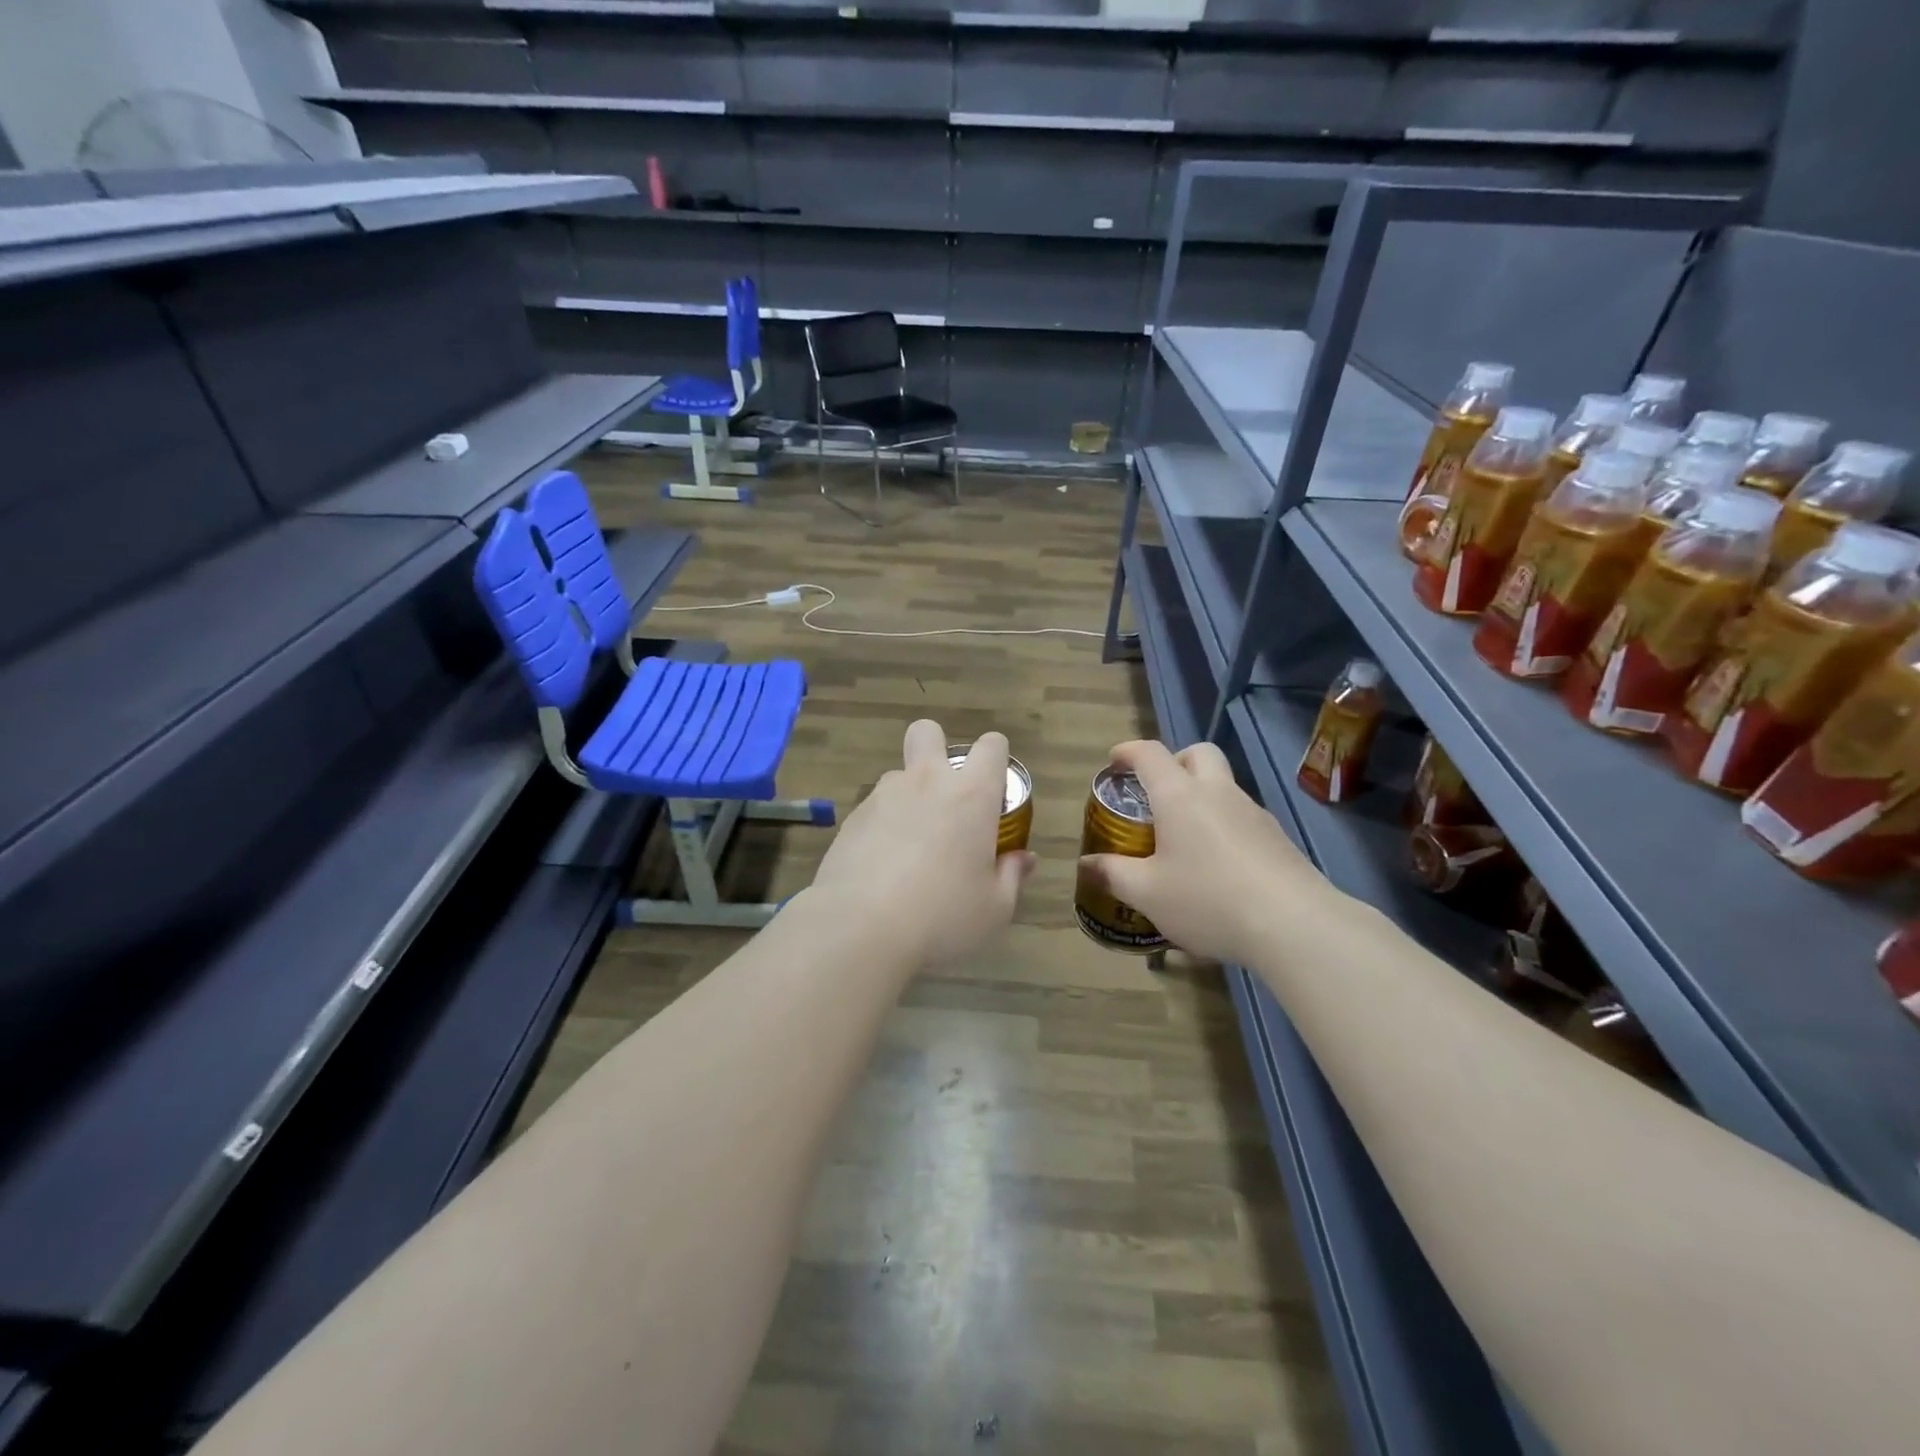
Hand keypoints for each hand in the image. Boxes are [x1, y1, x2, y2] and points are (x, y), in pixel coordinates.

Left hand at [809, 720, 1034, 967]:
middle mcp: (926, 782)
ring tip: (910, 848)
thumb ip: (1012, 876)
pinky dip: (882, 827)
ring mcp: (882, 797)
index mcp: (971, 795)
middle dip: (937, 748)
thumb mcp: (995, 908)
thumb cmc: (943, 916)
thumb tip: (1023, 859)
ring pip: (898, 775)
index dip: (997, 758)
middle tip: (946, 796)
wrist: (860, 928)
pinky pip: (873, 809)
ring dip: (909, 797)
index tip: (995, 790)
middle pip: (928, 732)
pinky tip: (881, 869)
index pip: (992, 746)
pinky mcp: (851, 820)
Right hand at [1078, 739, 1344, 966]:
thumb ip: (1113, 874)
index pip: (1150, 754)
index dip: (1128, 752)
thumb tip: (1086, 864)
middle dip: (1175, 762)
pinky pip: (1242, 818)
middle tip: (1157, 793)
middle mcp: (1218, 793)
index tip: (1114, 762)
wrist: (1294, 924)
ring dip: (1201, 797)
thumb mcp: (1147, 893)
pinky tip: (1217, 868)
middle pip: (1198, 754)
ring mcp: (1254, 813)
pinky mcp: (1278, 839)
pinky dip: (1223, 827)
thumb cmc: (1208, 899)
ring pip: (1224, 786)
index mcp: (1180, 796)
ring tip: (1184, 839)